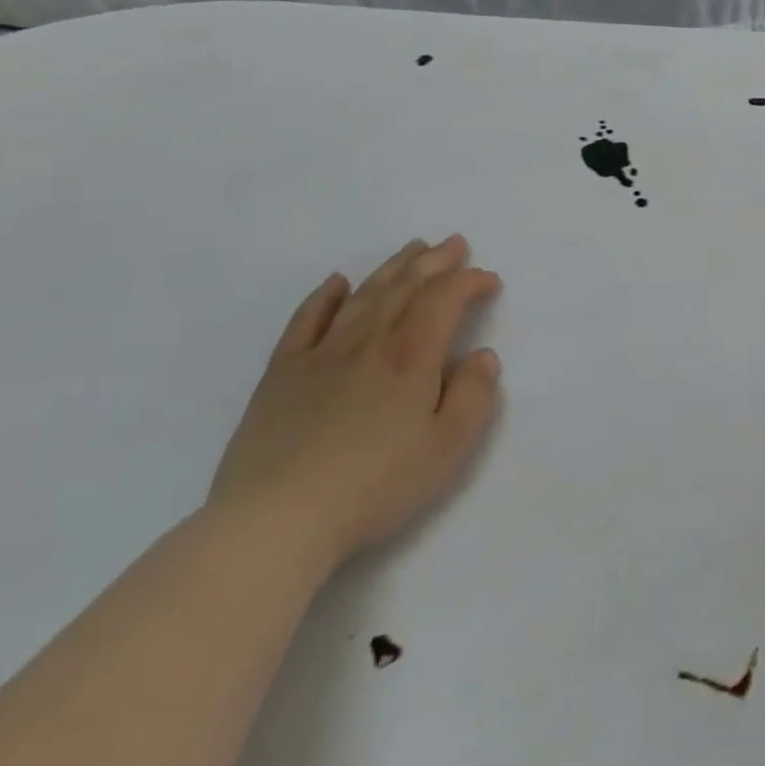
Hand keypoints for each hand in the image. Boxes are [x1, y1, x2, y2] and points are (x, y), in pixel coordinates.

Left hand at [208, 235, 503, 570]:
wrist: (275, 522)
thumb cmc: (375, 487)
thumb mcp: (448, 449)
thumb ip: (474, 396)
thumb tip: (481, 356)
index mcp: (411, 356)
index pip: (445, 298)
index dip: (470, 282)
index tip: (490, 281)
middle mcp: (368, 342)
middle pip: (406, 286)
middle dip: (435, 261)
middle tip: (455, 243)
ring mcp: (320, 354)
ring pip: (364, 295)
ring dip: (393, 267)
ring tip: (413, 248)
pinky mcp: (282, 374)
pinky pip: (306, 321)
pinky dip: (325, 297)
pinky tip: (337, 283)